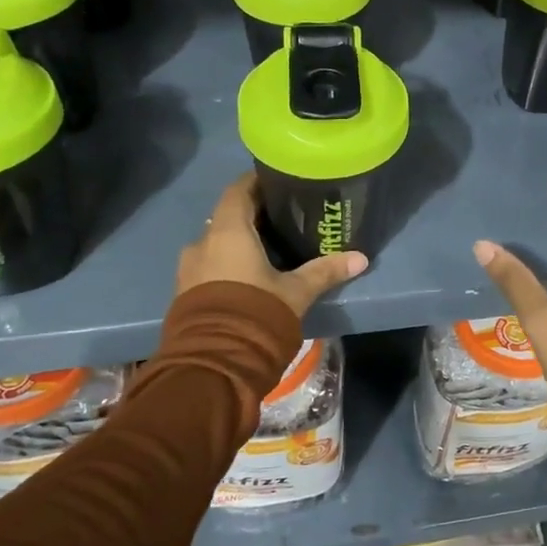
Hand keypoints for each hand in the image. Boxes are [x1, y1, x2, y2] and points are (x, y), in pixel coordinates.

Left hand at [177, 174, 367, 317]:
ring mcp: (189, 269)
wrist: (213, 364)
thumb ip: (325, 271)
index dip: (257, 182)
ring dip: (239, 242)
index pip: (238, 190)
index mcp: (228, 231)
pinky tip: (250, 275)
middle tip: (284, 217)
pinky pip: (209, 265)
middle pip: (228, 217)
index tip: (279, 181)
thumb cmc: (256, 313)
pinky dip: (228, 263)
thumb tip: (361, 258)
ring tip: (269, 249)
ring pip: (217, 243)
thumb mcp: (296, 292)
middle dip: (253, 215)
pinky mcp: (185, 293)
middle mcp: (203, 243)